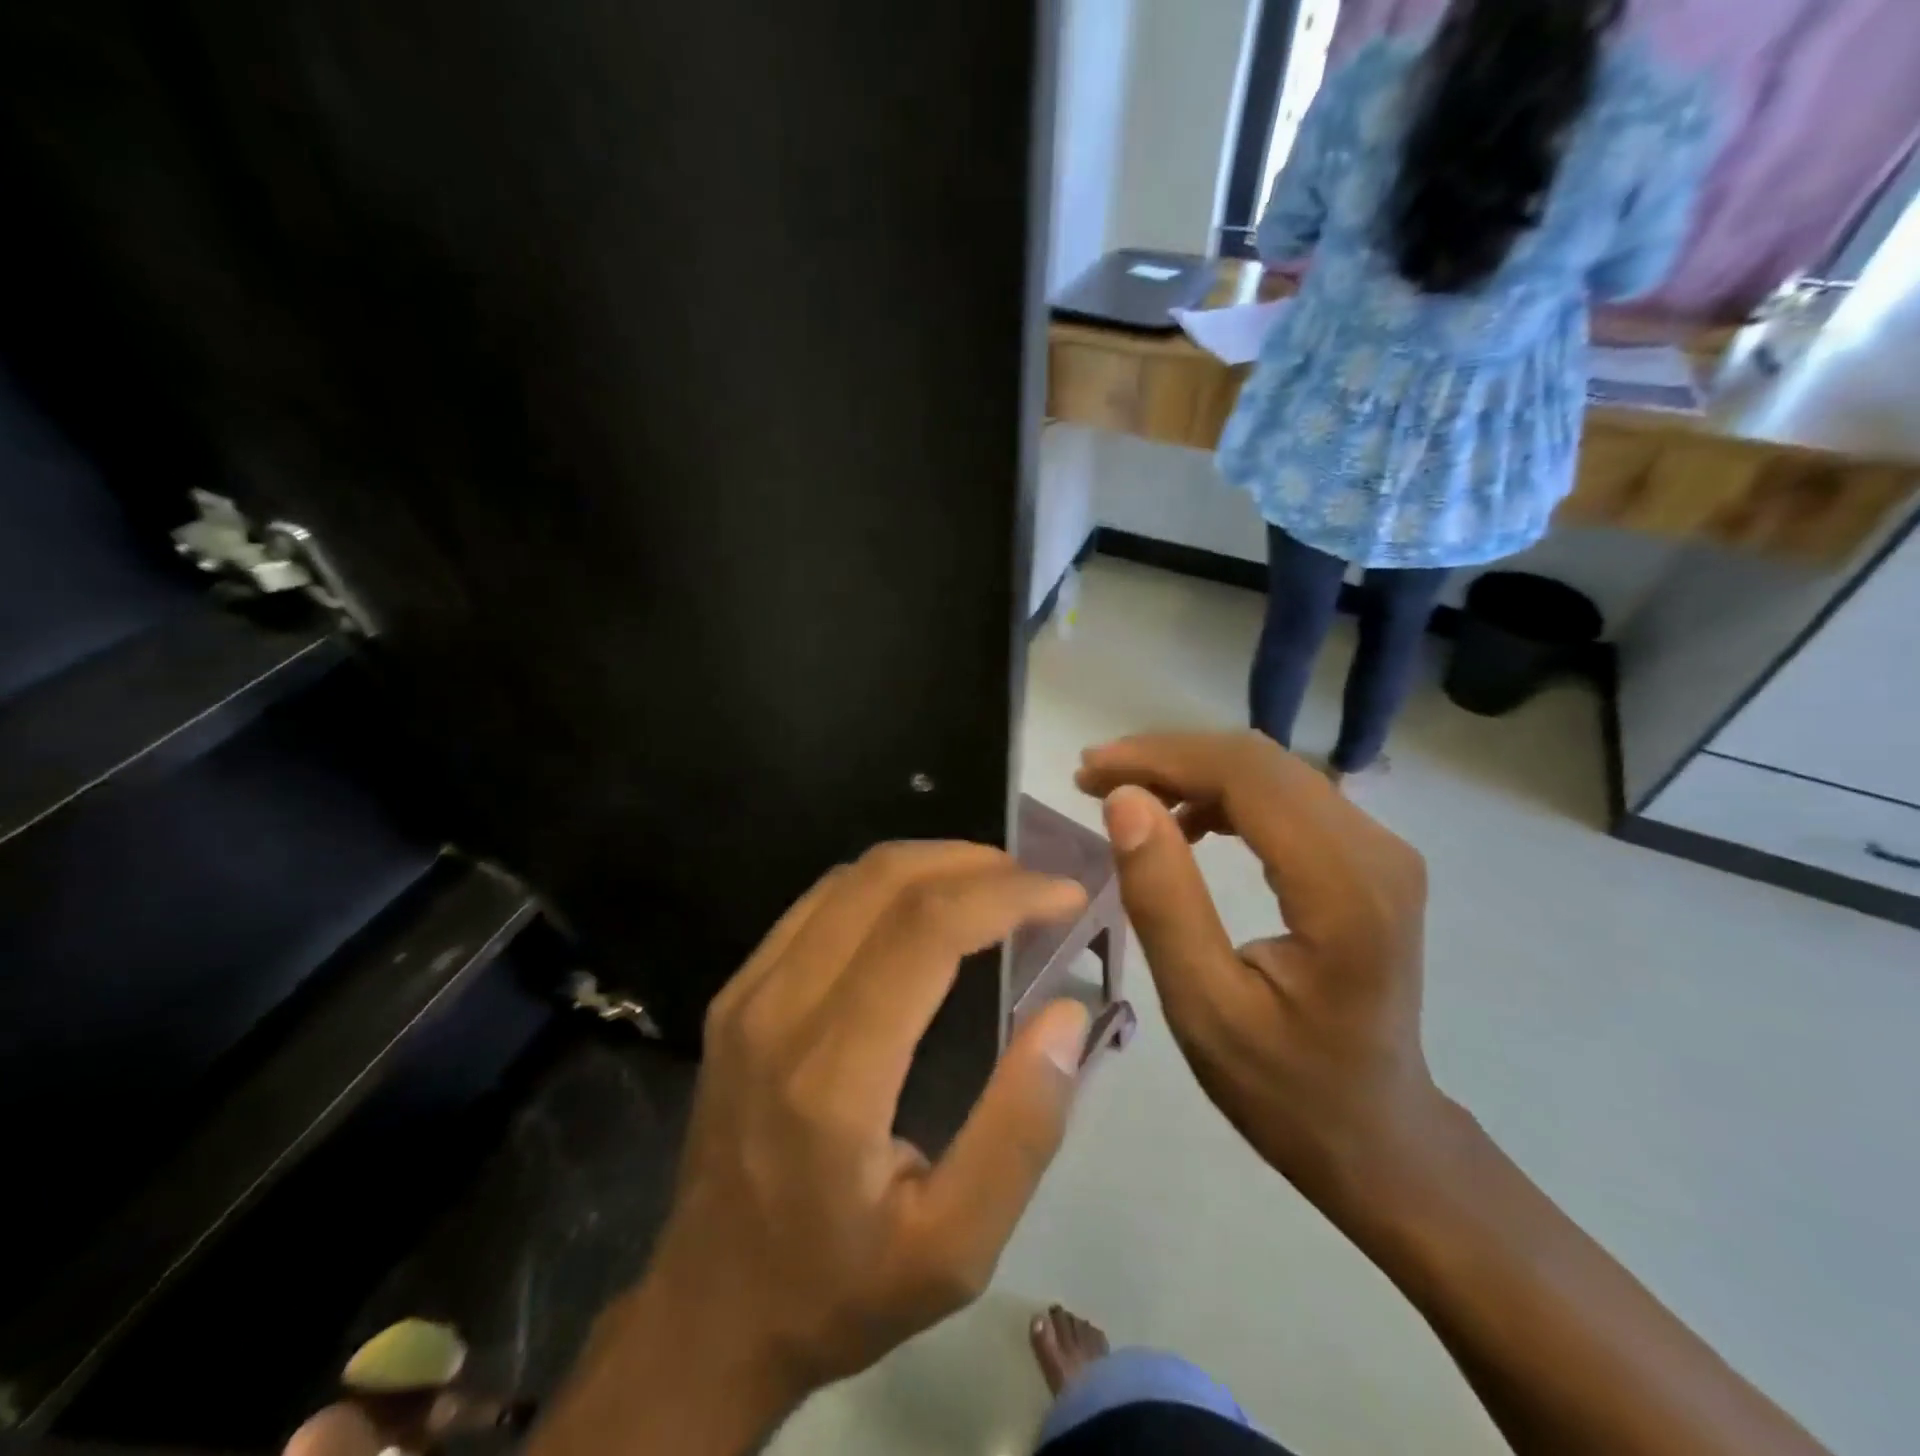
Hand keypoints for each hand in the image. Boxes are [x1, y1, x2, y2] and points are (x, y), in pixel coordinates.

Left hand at [625, 843, 1092, 1419]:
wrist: (708, 1313)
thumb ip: (1020, 1129)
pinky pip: (820, 902)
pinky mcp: (736, 991)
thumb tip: (1066, 1012)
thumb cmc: (840, 1289)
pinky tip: (925, 906)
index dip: (1005, 893)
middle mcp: (779, 1010)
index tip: (1065, 894)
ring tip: (993, 886)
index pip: (925, 930)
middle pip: (885, 880)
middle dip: (974, 863)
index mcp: (833, 1075)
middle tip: (1035, 884)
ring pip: (850, 878)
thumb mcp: (955, 1248)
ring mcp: (747, 992)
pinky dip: (886, 884)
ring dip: (931, 863)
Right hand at [1076, 731, 1442, 1204]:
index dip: (1160, 758)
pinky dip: (1223, 793)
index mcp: (1344, 888)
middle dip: (1167, 757)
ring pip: (1270, 771)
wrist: (1379, 1134)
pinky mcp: (1368, 857)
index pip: (1246, 777)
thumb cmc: (1285, 1087)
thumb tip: (1125, 801)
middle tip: (1094, 779)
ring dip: (1191, 771)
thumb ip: (1164, 899)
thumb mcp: (1203, 1006)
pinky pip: (1286, 797)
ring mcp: (1380, 849)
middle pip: (1258, 761)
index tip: (1091, 770)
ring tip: (1125, 797)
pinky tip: (1186, 821)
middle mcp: (1376, 849)